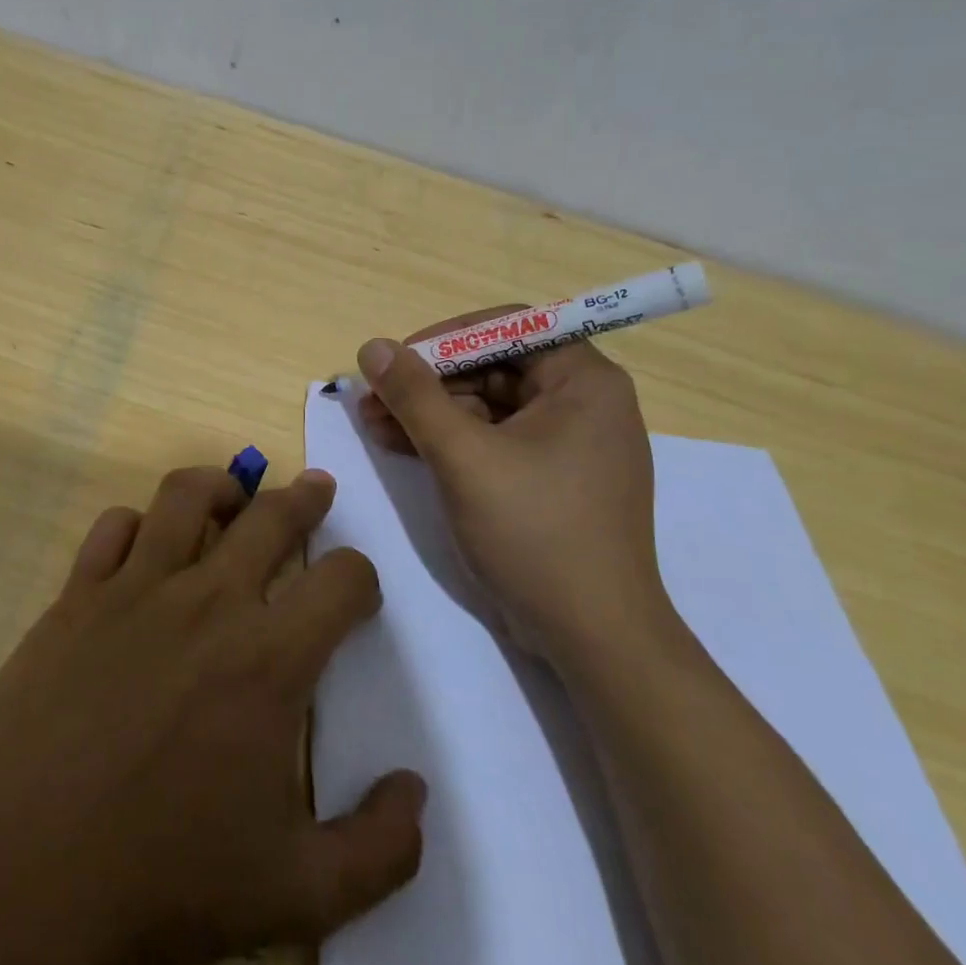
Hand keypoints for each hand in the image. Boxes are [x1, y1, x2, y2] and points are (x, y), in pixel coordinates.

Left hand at [0, 465, 426, 964]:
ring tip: (234, 495)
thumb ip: (380, 850)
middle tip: (316, 488)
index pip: (342, 581)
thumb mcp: (298, 894)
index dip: (361, 578)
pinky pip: (111, 528)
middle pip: (271, 518)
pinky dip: (137, 524)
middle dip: (305, 499)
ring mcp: (134, 589)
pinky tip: (144, 544)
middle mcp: (206, 602)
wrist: (21, 871)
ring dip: (221, 486)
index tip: (355, 594)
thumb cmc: (162, 879)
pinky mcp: (76, 597)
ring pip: (186, 497)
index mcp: (268, 659)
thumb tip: (414, 791)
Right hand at [355, 312, 674, 666]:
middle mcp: (583, 403)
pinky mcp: (549, 479)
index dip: (447, 338)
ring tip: (373, 424)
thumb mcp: (464, 456)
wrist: (592, 636)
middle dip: (429, 381)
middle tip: (374, 397)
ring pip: (487, 406)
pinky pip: (493, 440)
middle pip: (494, 367)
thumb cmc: (535, 531)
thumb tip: (373, 346)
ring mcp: (566, 445)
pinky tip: (399, 446)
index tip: (398, 360)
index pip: (510, 328)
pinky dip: (448, 441)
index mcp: (584, 382)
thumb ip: (415, 396)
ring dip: (430, 412)